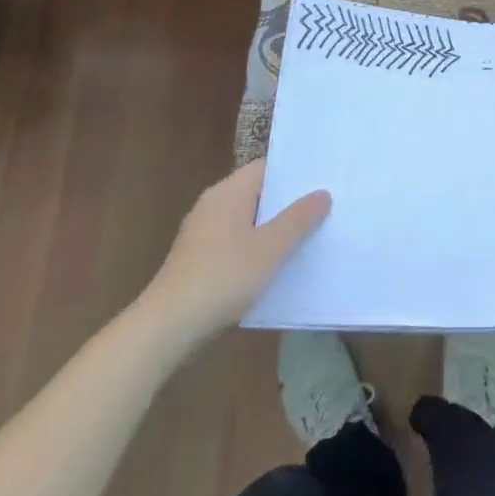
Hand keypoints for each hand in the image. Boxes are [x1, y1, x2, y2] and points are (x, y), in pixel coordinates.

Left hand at [142, 160, 329, 342]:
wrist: (167, 327)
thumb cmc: (222, 277)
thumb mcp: (270, 248)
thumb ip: (298, 219)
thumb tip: (322, 193)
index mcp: (229, 191)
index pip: (267, 168)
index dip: (296, 172)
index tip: (325, 179)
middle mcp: (214, 204)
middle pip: (259, 192)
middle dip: (289, 201)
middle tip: (327, 206)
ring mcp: (203, 232)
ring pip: (248, 219)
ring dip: (274, 227)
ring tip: (310, 234)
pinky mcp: (199, 258)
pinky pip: (237, 241)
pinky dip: (257, 246)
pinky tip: (277, 264)